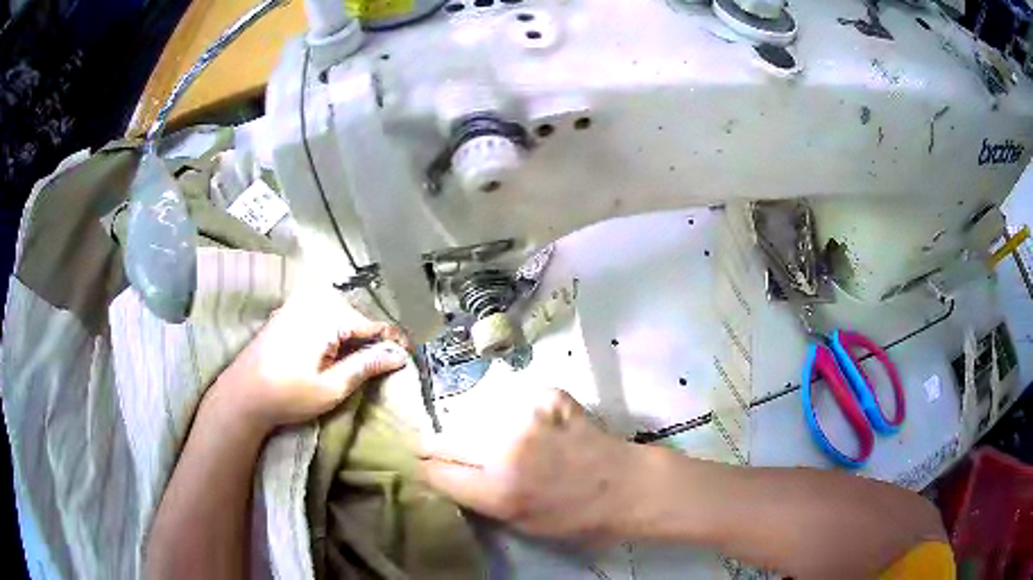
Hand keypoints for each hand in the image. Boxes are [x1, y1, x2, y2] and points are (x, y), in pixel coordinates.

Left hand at [210, 285, 410, 432]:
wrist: (242, 394)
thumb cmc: (288, 395)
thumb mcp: (332, 387)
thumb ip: (365, 366)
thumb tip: (399, 355)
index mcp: (326, 316)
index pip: (372, 324)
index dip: (392, 341)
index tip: (408, 356)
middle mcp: (313, 300)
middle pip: (355, 314)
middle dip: (370, 336)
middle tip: (381, 362)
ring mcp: (297, 303)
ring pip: (339, 311)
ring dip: (351, 333)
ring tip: (358, 358)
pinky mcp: (287, 311)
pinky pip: (321, 311)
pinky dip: (333, 328)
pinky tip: (332, 349)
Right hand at [419, 387, 634, 541]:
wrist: (625, 485)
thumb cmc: (576, 517)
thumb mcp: (520, 525)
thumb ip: (479, 500)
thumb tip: (445, 476)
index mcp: (496, 491)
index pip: (435, 471)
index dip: (425, 468)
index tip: (421, 464)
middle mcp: (503, 451)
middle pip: (443, 439)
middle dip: (434, 446)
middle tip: (434, 447)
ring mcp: (526, 418)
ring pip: (472, 417)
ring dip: (474, 428)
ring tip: (493, 439)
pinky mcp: (546, 396)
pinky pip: (511, 402)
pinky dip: (514, 413)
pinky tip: (532, 426)